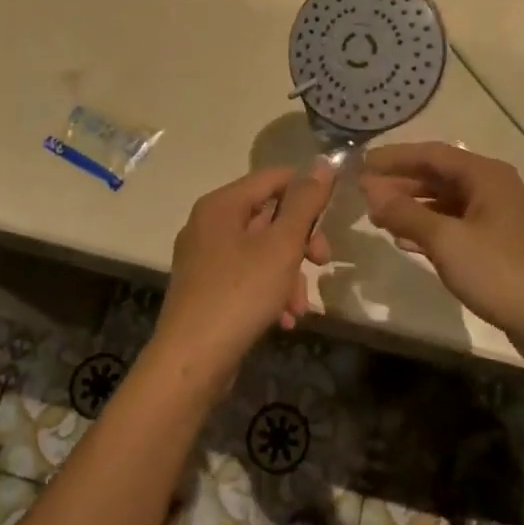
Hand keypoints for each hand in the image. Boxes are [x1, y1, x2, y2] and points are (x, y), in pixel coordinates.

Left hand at [153, 163, 334, 388]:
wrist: (191, 361)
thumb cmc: (240, 293)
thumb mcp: (281, 246)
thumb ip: (304, 203)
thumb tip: (322, 163)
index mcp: (222, 204)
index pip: (273, 177)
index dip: (306, 190)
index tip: (332, 215)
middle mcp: (209, 223)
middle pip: (268, 216)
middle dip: (300, 241)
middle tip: (323, 261)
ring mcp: (205, 257)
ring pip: (261, 251)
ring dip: (289, 274)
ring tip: (301, 307)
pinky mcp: (206, 288)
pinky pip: (247, 276)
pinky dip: (269, 291)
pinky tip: (284, 319)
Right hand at [360, 142, 523, 368]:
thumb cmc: (502, 273)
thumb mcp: (447, 241)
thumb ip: (406, 213)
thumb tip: (371, 190)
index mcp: (486, 175)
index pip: (431, 153)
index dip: (394, 157)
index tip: (361, 164)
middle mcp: (495, 187)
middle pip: (440, 175)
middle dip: (401, 182)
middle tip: (364, 192)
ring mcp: (501, 217)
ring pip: (447, 201)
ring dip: (413, 206)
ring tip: (379, 216)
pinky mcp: (502, 245)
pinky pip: (458, 225)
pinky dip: (431, 228)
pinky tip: (407, 241)